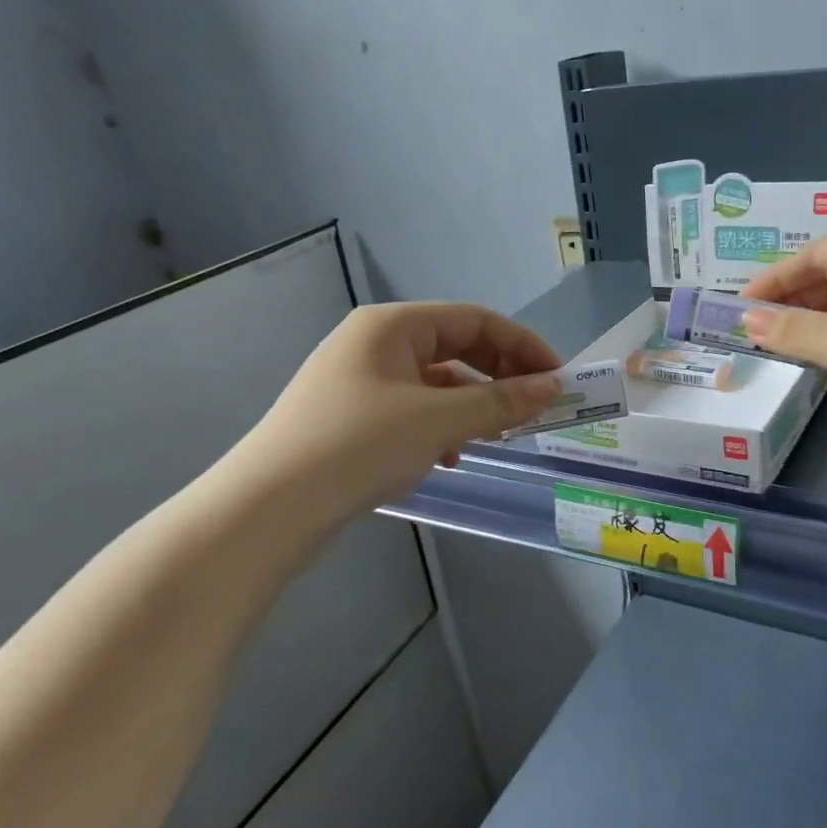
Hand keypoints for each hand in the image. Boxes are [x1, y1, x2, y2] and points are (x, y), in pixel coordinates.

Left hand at [237, 302, 562, 519]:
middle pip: (455, 348)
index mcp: (392, 325)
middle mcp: (374, 343)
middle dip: (498, 377)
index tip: (557, 379)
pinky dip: (440, 427)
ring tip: (493, 438)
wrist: (269, 508)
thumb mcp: (438, 421)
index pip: (474, 319)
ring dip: (471, 406)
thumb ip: (500, 402)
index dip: (522, 346)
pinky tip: (448, 458)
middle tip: (531, 409)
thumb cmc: (358, 446)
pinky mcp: (351, 417)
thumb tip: (552, 388)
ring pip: (435, 383)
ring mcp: (359, 380)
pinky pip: (412, 410)